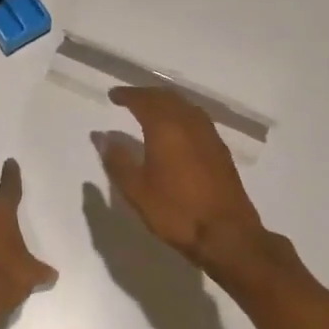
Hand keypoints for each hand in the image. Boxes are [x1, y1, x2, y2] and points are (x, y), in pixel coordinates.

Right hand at [94, 87, 267, 265]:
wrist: (226, 234)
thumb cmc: (175, 212)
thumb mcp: (136, 190)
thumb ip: (118, 160)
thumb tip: (102, 137)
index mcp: (166, 128)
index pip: (144, 100)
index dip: (127, 95)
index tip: (113, 95)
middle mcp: (189, 123)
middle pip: (167, 97)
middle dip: (146, 94)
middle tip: (129, 98)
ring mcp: (209, 135)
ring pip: (185, 106)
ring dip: (165, 102)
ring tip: (150, 109)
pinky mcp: (220, 149)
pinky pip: (197, 119)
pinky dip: (180, 114)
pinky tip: (176, 129)